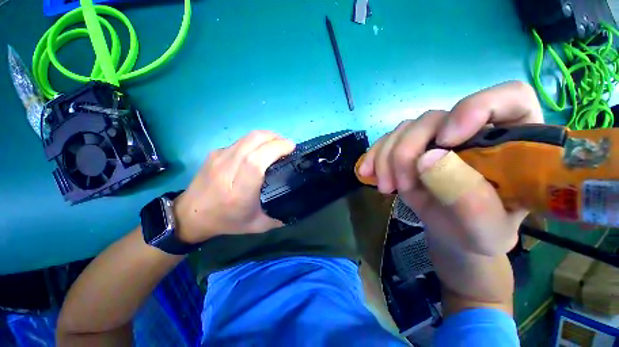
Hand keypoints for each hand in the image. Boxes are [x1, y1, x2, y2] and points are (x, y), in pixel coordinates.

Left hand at [174, 131, 294, 243]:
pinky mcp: (215, 152)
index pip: (256, 161)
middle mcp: (227, 170)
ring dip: (267, 136)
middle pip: (253, 141)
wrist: (190, 215)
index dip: (276, 149)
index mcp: (239, 191)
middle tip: (288, 145)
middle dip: (275, 138)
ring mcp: (219, 158)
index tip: (291, 148)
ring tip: (277, 144)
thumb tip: (298, 207)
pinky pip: (241, 140)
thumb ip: (279, 217)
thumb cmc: (227, 221)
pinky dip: (256, 141)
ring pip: (247, 137)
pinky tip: (261, 149)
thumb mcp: (257, 225)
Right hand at [358, 81, 543, 255]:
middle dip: (409, 151)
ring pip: (405, 129)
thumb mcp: (485, 228)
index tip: (446, 140)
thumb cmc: (480, 233)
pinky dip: (374, 156)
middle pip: (435, 118)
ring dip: (387, 158)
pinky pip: (387, 140)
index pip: (509, 98)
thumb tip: (427, 158)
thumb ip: (468, 196)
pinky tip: (368, 173)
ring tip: (386, 187)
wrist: (453, 235)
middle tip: (401, 185)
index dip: (476, 108)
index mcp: (513, 143)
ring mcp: (437, 137)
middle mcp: (473, 130)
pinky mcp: (412, 147)